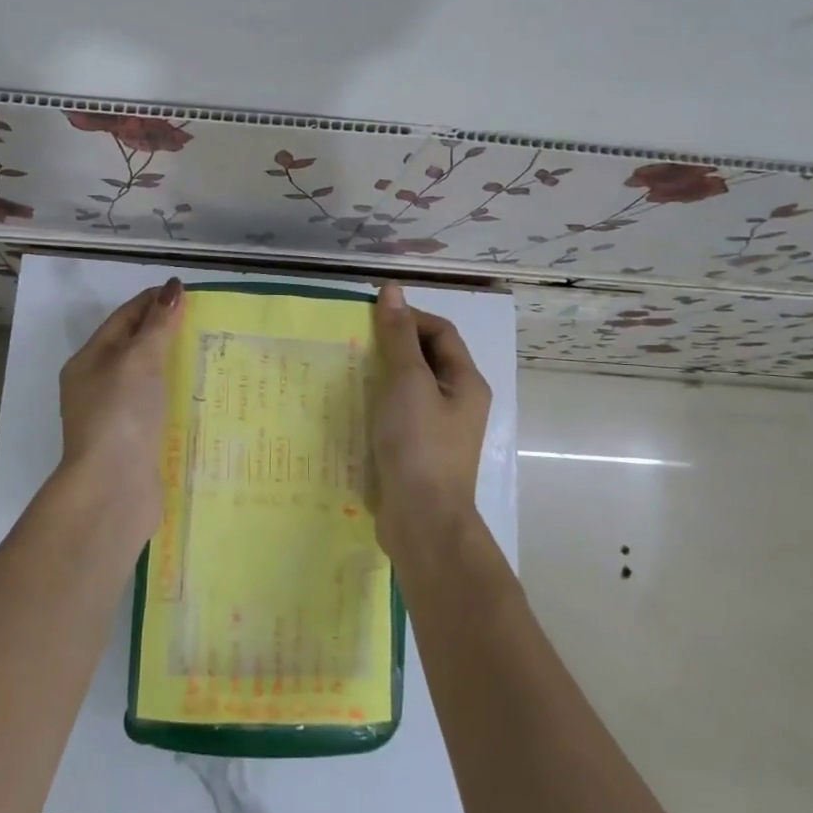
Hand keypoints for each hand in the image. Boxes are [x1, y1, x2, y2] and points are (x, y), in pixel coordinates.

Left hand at [54, 278, 183, 537]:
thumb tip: (173, 289)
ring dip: (176, 365)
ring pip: (149, 380)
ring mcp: (116, 418)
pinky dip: (178, 396)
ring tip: (213, 354)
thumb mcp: (138, 360)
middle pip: (135, 348)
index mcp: (89, 361)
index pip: (123, 318)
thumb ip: (157, 325)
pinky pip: (159, 408)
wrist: (113, 490)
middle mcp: (98, 387)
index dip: (152, 301)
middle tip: (207, 321)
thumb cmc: (121, 415)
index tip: (188, 292)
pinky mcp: (136, 443)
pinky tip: (204, 396)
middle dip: (167, 332)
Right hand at [371, 282, 491, 552]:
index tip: (371, 317)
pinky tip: (352, 405)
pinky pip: (398, 414)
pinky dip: (378, 403)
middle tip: (355, 340)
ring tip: (347, 368)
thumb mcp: (408, 383)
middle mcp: (457, 402)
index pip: (440, 332)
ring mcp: (438, 430)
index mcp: (465, 382)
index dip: (409, 317)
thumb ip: (398, 338)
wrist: (422, 522)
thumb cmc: (419, 446)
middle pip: (426, 358)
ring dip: (382, 374)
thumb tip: (392, 290)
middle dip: (393, 345)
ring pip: (410, 388)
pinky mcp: (417, 451)